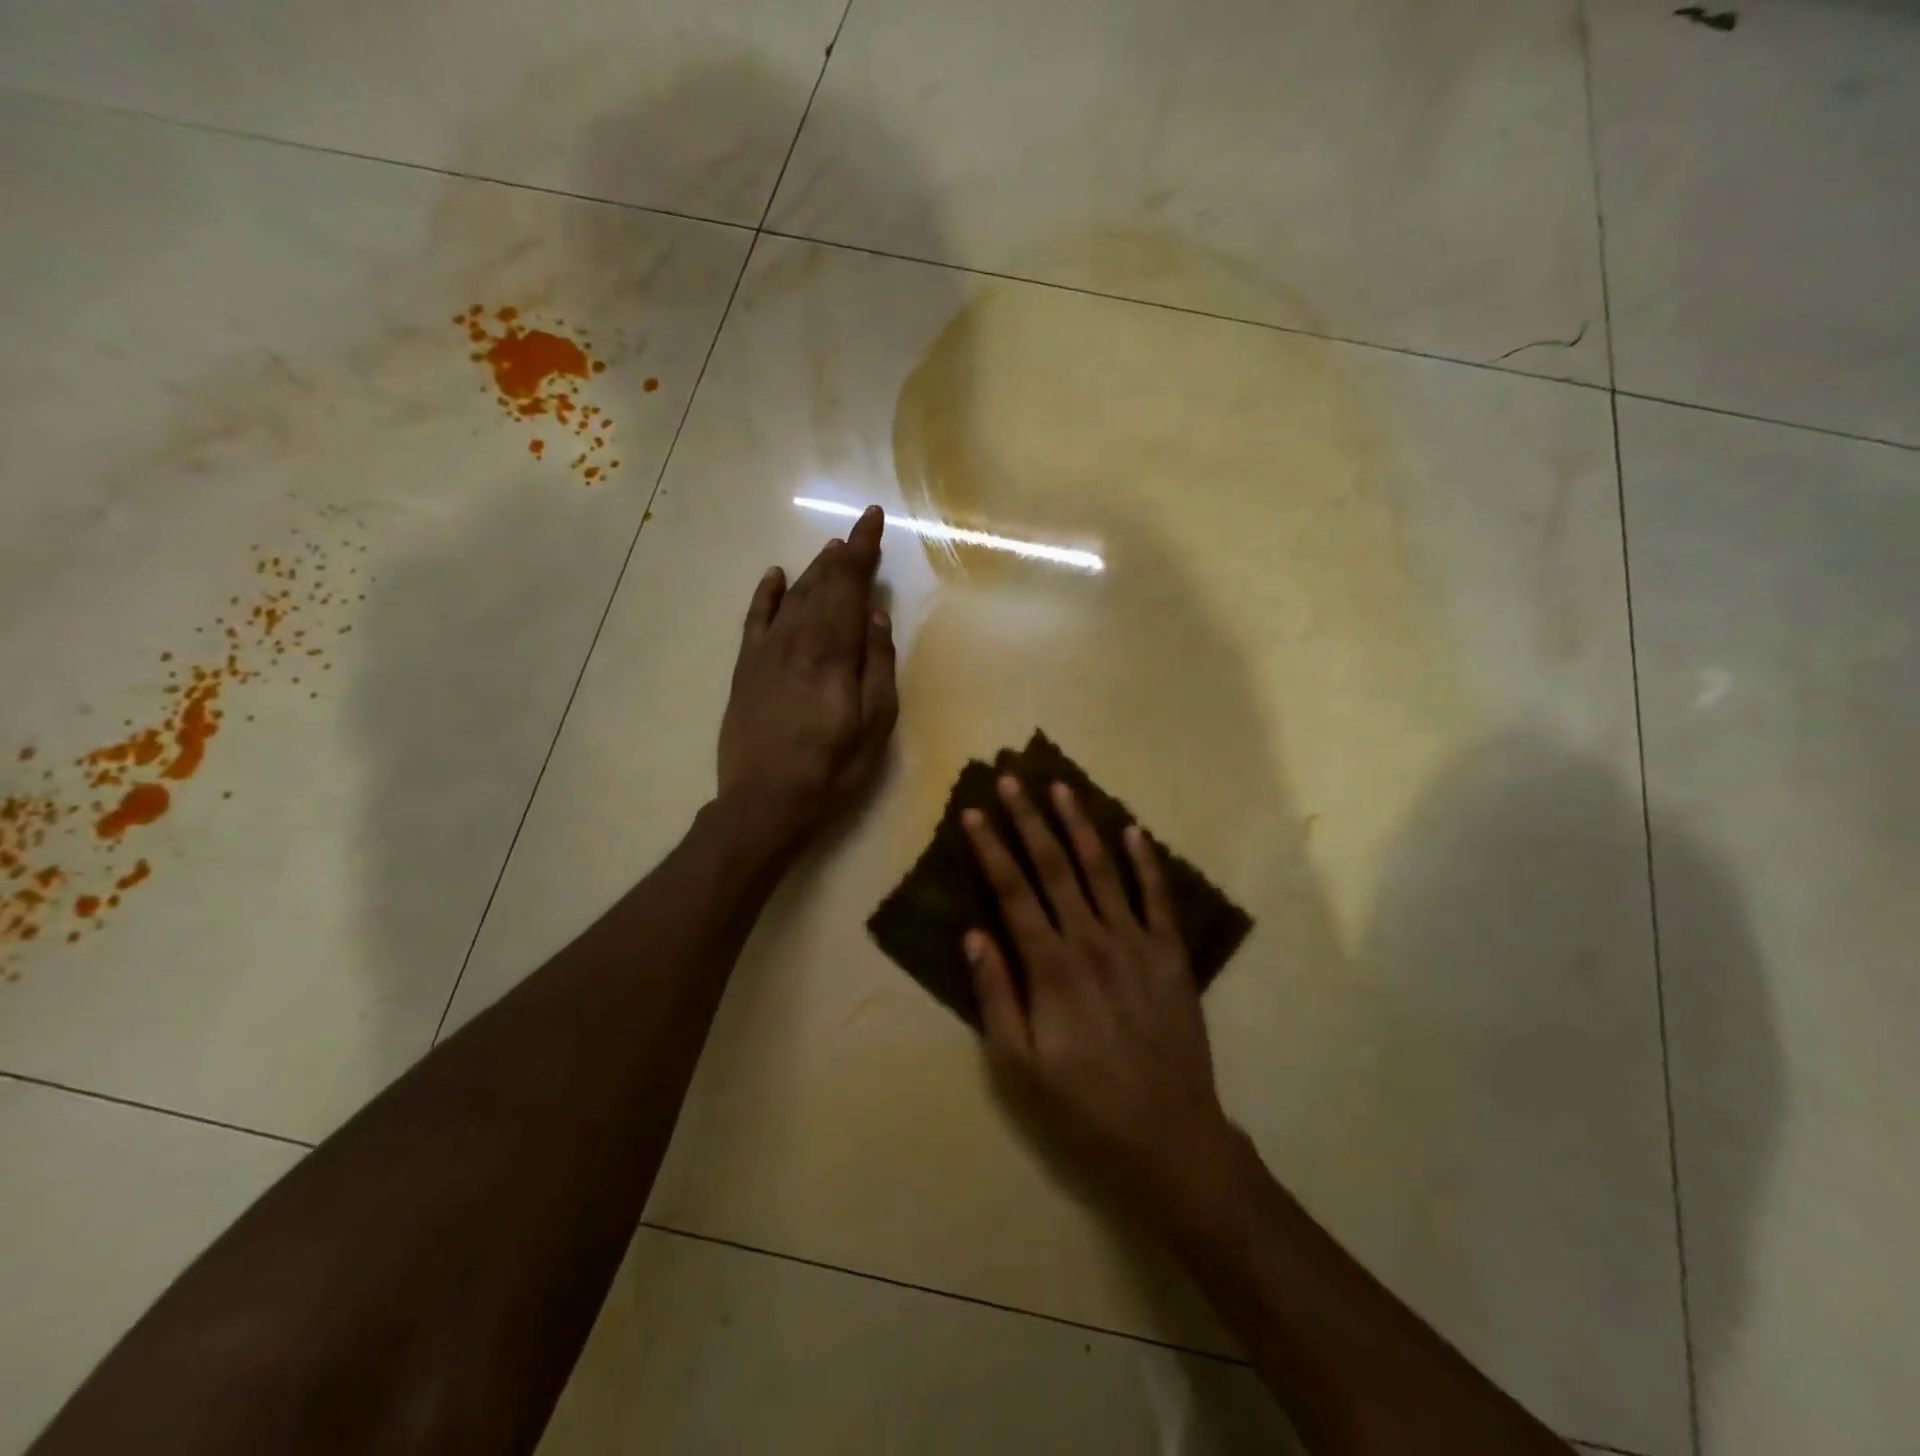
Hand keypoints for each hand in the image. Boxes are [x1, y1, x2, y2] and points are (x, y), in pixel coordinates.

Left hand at [717, 505, 897, 846]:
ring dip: (814, 569)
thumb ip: (878, 664)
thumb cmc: (832, 767)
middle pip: (821, 583)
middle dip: (843, 553)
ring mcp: (767, 650)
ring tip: (831, 549)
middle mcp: (798, 638)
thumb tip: (877, 616)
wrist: (765, 800)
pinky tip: (776, 574)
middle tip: (858, 530)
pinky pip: (755, 618)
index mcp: (834, 650)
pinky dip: (766, 593)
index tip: (873, 518)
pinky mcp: (745, 667)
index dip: (863, 549)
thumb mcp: (876, 723)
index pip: (850, 585)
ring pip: (793, 595)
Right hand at [963, 777, 1235, 1218]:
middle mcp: (1092, 941)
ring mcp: (1137, 943)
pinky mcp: (1171, 955)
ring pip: (1103, 870)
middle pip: (1054, 867)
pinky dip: (1145, 861)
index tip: (973, 813)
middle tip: (1011, 780)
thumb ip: (996, 995)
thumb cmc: (1083, 1105)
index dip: (990, 849)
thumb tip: (973, 934)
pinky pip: (1157, 897)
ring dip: (1080, 825)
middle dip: (1029, 820)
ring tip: (1062, 788)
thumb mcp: (1020, 1065)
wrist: (1169, 1136)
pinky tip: (1133, 830)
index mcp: (1051, 967)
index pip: (1013, 892)